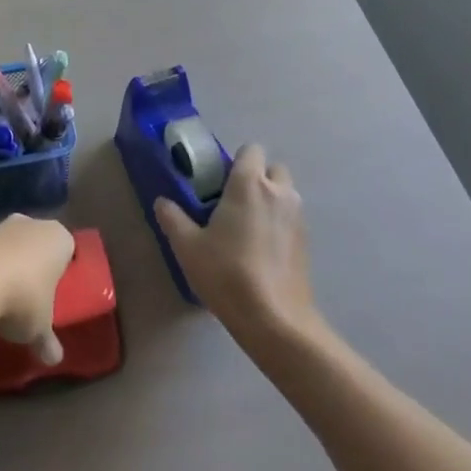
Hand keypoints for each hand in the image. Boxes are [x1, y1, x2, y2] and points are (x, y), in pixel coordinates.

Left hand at [0, 214, 74, 364]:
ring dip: (8, 267)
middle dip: (34, 266)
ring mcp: (2, 226)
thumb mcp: (40, 328)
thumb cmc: (24, 298)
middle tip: (32, 298)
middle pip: (37, 245)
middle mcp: (33, 224)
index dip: (62, 271)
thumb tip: (54, 359)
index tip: (56, 294)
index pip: (67, 250)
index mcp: (59, 238)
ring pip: (11, 247)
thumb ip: (48, 341)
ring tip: (3, 301)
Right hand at [154, 143, 317, 342]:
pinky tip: (261, 249)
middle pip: (273, 168)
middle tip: (233, 200)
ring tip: (246, 226)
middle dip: (257, 177)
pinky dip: (279, 222)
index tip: (218, 180)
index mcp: (249, 184)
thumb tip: (163, 202)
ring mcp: (298, 217)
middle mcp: (279, 193)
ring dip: (269, 199)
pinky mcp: (307, 242)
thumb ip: (173, 218)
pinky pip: (291, 217)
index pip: (251, 149)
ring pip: (285, 193)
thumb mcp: (187, 246)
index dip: (236, 160)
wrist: (275, 320)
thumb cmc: (227, 273)